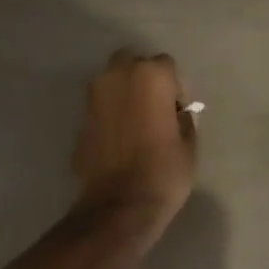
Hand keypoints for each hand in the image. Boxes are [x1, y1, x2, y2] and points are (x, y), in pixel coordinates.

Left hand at [72, 50, 195, 244]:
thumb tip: (174, 113)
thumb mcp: (189, 144)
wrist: (119, 205)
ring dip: (125, 94)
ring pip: (113, 82)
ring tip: (137, 124)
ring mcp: (93, 96)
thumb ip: (182, 118)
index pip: (167, 66)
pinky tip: (120, 138)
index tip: (177, 113)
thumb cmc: (163, 172)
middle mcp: (117, 76)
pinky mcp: (80, 118)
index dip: (175, 88)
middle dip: (144, 80)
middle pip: (133, 63)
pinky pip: (101, 105)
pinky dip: (111, 113)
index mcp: (150, 76)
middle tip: (155, 110)